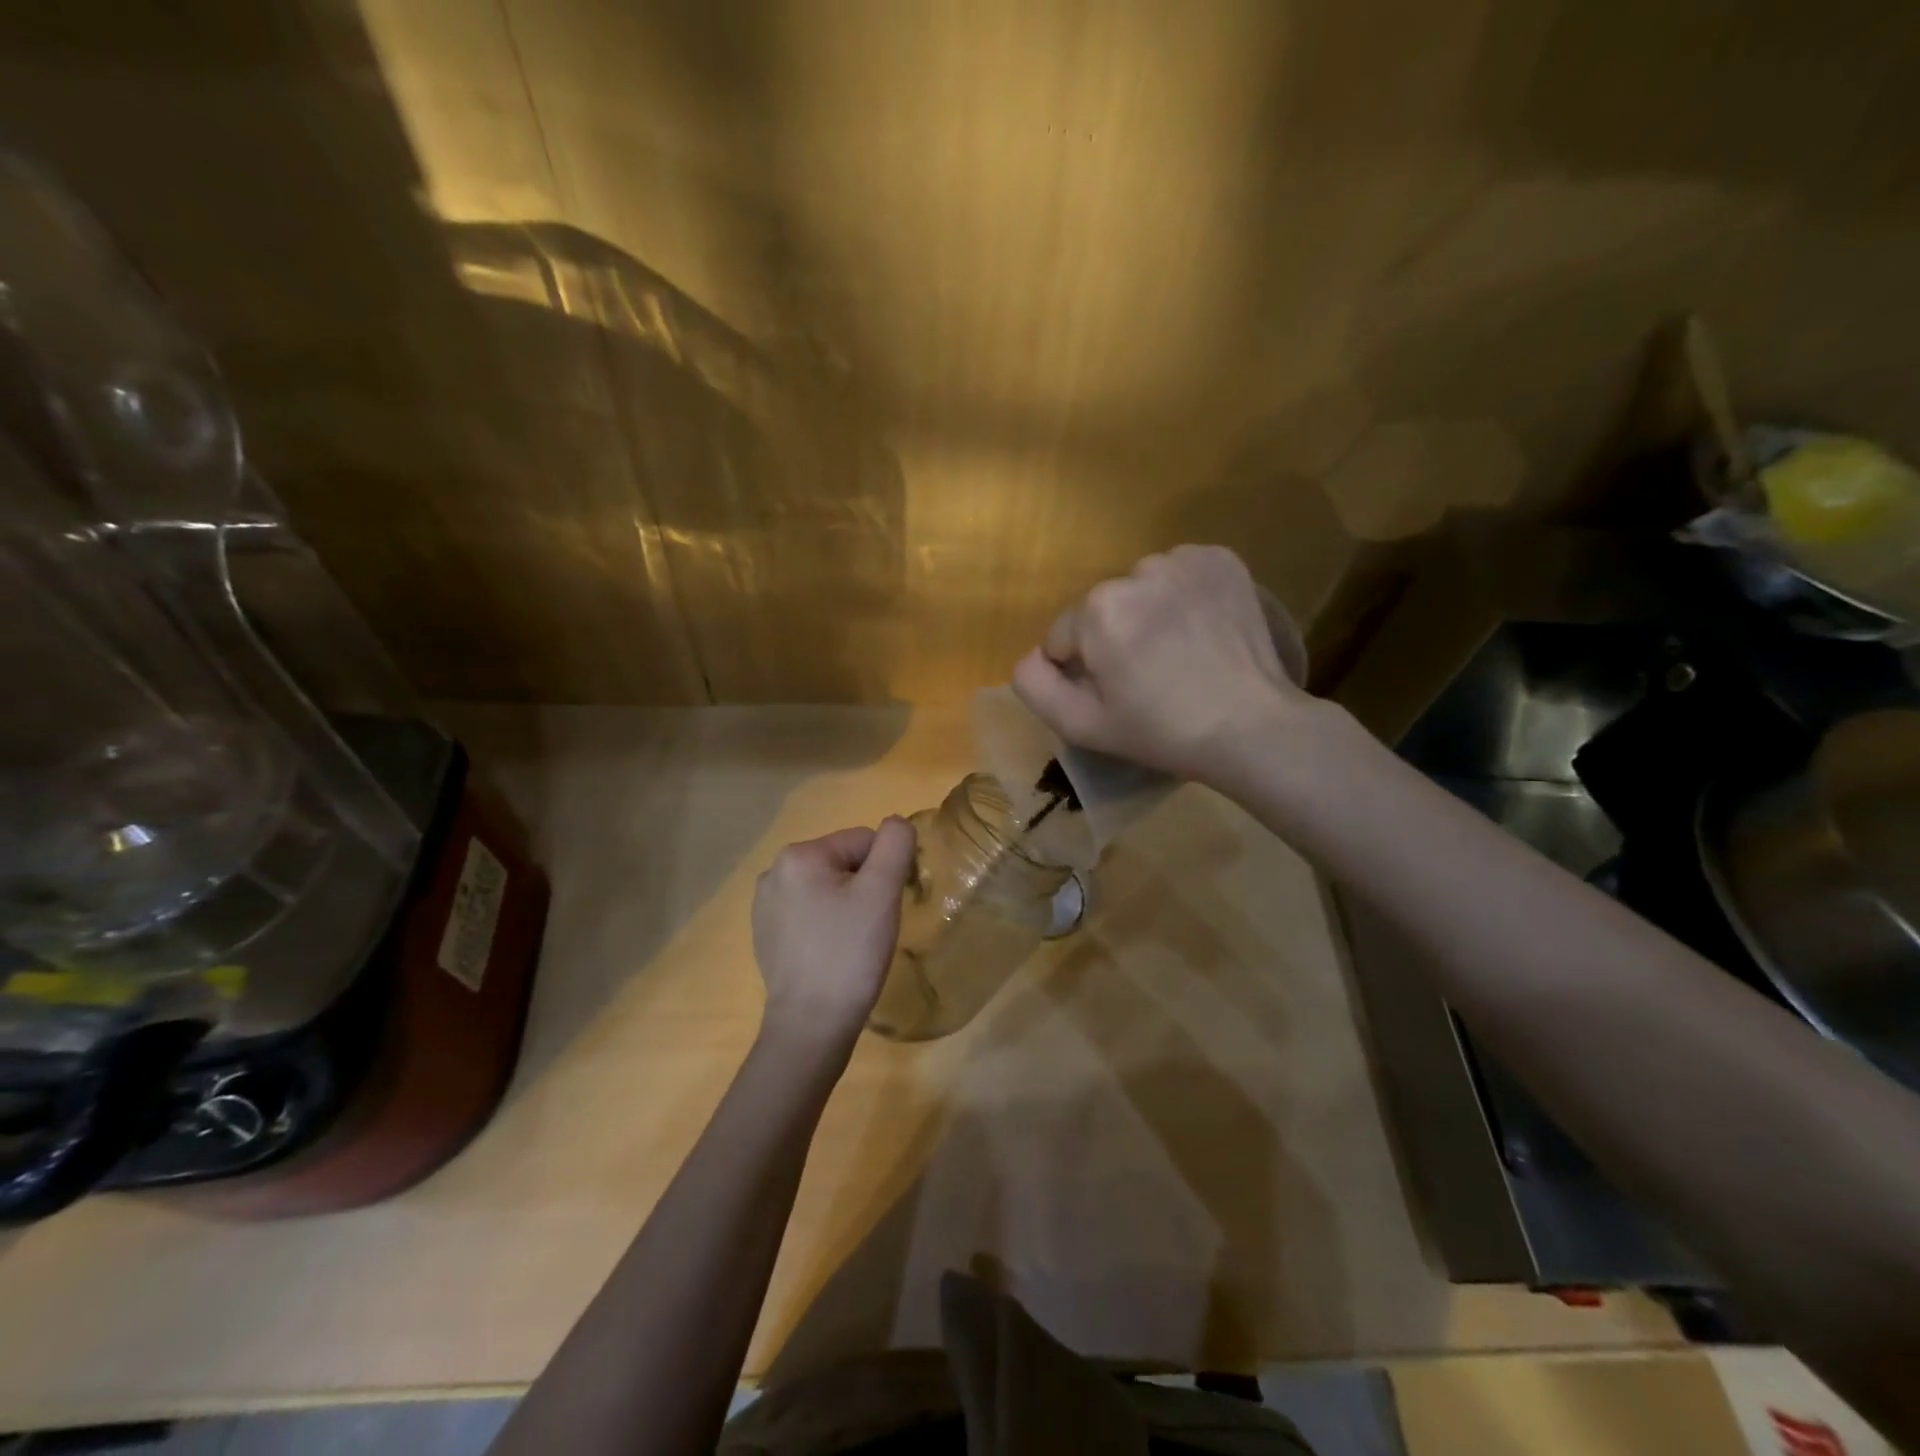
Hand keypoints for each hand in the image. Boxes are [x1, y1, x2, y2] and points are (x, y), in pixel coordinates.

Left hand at [751, 818, 916, 1049]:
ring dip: (847, 906)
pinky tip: (832, 953)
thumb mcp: (882, 892)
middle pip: (843, 862)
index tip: (886, 907)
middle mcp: (774, 871)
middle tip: (871, 927)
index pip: (863, 841)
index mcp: (799, 854)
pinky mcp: (766, 933)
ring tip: (852, 942)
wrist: (811, 1025)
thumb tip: (896, 823)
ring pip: (827, 888)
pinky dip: (827, 925)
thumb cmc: (849, 953)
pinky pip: (810, 913)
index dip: (885, 871)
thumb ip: (895, 844)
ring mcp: (765, 905)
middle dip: (864, 887)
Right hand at [1012, 544, 1309, 785]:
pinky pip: (1179, 573)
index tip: (1118, 694)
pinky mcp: (1222, 559)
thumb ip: (1035, 685)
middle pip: (1103, 609)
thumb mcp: (1082, 725)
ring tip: (1179, 653)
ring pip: (1141, 588)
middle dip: (1115, 638)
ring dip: (1148, 613)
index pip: (1064, 636)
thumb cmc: (1161, 731)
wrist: (1250, 727)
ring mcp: (1185, 561)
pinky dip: (1183, 595)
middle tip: (1149, 677)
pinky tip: (1201, 629)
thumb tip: (1031, 656)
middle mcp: (1137, 570)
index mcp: (1098, 609)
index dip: (1083, 670)